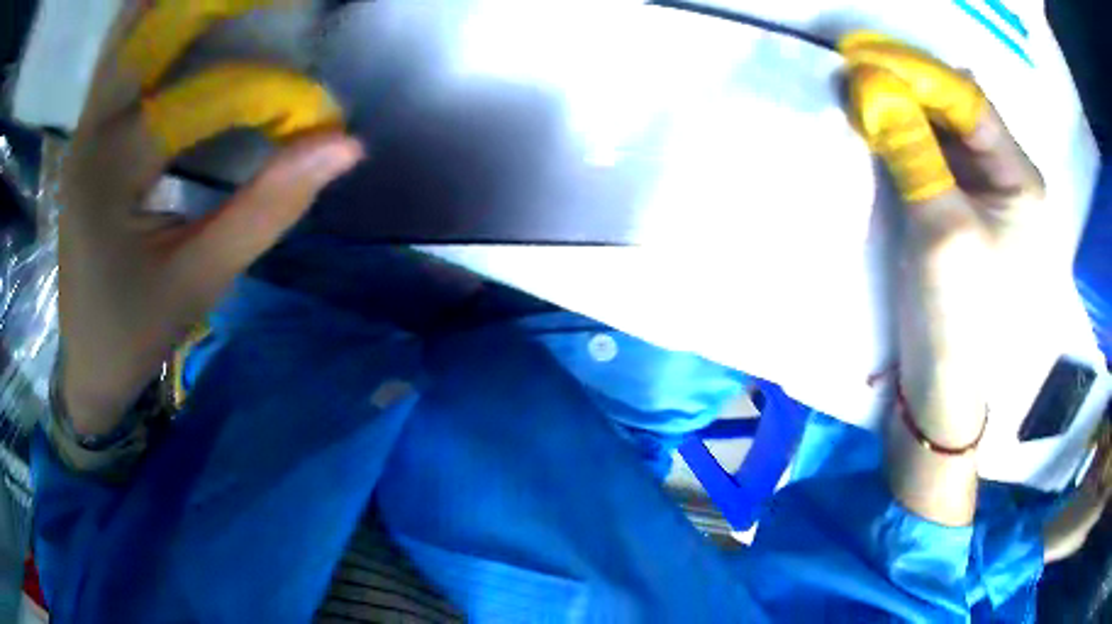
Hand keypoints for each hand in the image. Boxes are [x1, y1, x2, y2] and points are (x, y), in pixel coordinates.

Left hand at [59, 0, 363, 434]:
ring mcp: (85, 129)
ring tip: (229, 3)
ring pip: (128, 37)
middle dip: (210, 6)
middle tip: (278, 3)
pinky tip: (183, 22)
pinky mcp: (88, 135)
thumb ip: (268, 209)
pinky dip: (151, 29)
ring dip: (176, 10)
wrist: (86, 362)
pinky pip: (120, 60)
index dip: (268, 93)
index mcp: (110, 175)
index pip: (200, 99)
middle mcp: (91, 134)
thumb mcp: (201, 280)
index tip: (318, 112)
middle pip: (149, 31)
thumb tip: (345, 146)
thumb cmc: (136, 331)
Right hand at [841, 32, 1044, 524]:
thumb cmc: (957, 319)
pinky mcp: (958, 211)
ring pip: (941, 131)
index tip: (859, 53)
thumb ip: (912, 150)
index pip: (968, 101)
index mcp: (1020, 182)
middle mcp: (1006, 179)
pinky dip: (902, 139)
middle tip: (852, 71)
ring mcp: (982, 195)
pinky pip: (931, 157)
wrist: (942, 390)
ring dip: (901, 111)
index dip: (916, 71)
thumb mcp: (941, 230)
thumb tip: (868, 83)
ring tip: (856, 94)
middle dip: (906, 87)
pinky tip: (875, 129)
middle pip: (956, 111)